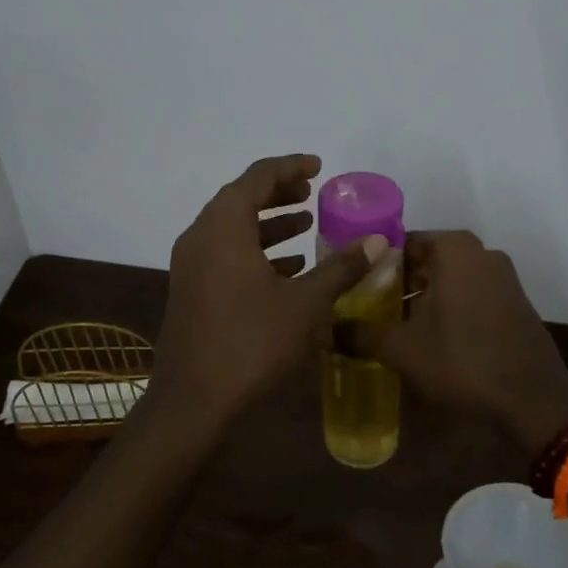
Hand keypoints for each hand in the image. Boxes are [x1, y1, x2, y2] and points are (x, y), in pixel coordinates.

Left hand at [151, 154, 381, 426]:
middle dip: (278, 192)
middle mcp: (200, 237)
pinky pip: (225, 254)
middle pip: (240, 198)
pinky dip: (255, 251)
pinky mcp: (191, 290)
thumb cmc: (251, 343)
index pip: (257, 177)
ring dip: (269, 223)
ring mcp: (191, 265)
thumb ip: (341, 268)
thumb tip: (376, 241)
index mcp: (223, 227)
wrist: (193, 401)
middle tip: (312, 192)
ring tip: (306, 225)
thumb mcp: (305, 304)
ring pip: (232, 228)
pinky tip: (287, 268)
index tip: (318, 166)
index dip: (290, 167)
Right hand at [359, 231, 567, 444]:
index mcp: (454, 249)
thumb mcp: (402, 349)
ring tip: (393, 326)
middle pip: (425, 260)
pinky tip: (430, 337)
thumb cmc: (462, 360)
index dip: (374, 266)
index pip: (401, 244)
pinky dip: (448, 308)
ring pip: (448, 279)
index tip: (353, 289)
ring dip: (422, 297)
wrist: (532, 399)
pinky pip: (470, 294)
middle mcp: (481, 252)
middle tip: (367, 309)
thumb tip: (329, 330)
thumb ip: (361, 334)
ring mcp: (503, 277)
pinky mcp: (514, 302)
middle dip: (397, 283)